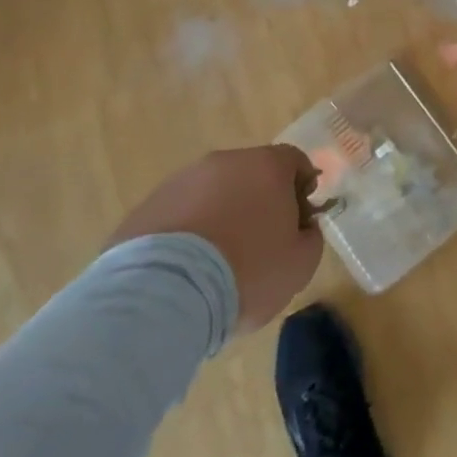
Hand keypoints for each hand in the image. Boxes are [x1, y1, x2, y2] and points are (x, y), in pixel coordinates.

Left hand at [108, 145, 323, 331]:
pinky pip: (179, 215)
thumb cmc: (248, 272)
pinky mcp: (147, 207)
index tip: (298, 223)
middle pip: (251, 174)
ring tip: (216, 263)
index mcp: (267, 166)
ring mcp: (181, 181)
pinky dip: (187, 234)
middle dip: (258, 202)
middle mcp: (225, 162)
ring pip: (212, 193)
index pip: (295, 162)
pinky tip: (185, 271)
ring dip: (220, 216)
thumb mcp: (300, 264)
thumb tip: (302, 228)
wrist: (165, 294)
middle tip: (259, 245)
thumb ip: (310, 237)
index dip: (301, 190)